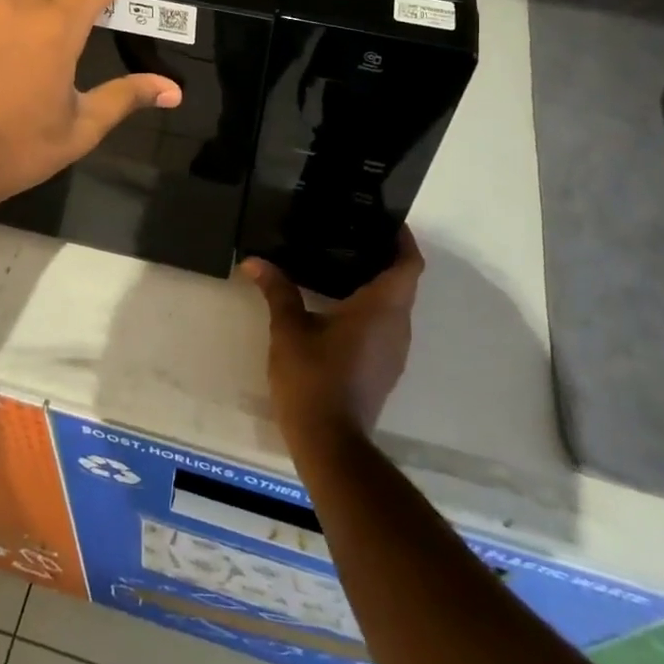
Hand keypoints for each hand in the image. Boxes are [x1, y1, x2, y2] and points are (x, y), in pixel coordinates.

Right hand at [242, 229, 424, 440]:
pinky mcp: (384, 368)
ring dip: (378, 283)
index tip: (386, 220)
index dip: (403, 239)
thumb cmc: (313, 378)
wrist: (330, 443)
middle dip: (385, 256)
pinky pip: (386, 325)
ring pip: (396, 305)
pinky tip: (340, 305)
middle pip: (404, 281)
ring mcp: (394, 350)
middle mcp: (398, 326)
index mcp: (382, 308)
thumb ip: (277, 290)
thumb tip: (254, 261)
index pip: (409, 264)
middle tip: (352, 233)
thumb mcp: (288, 329)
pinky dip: (372, 307)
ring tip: (343, 262)